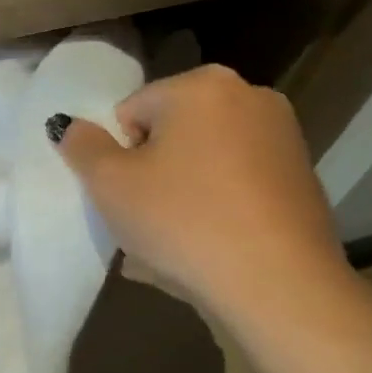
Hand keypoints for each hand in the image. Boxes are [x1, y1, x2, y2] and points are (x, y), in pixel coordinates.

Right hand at [53, 64, 351, 335]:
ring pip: (204, 160)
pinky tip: (211, 245)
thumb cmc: (183, 221)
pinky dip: (218, 205)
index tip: (127, 195)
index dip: (119, 155)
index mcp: (202, 85)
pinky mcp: (303, 178)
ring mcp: (283, 137)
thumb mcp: (110, 184)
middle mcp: (249, 96)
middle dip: (153, 170)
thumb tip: (68, 125)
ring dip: (183, 189)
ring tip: (176, 239)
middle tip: (147, 218)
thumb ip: (82, 145)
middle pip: (171, 132)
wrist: (280, 287)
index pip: (132, 112)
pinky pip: (237, 184)